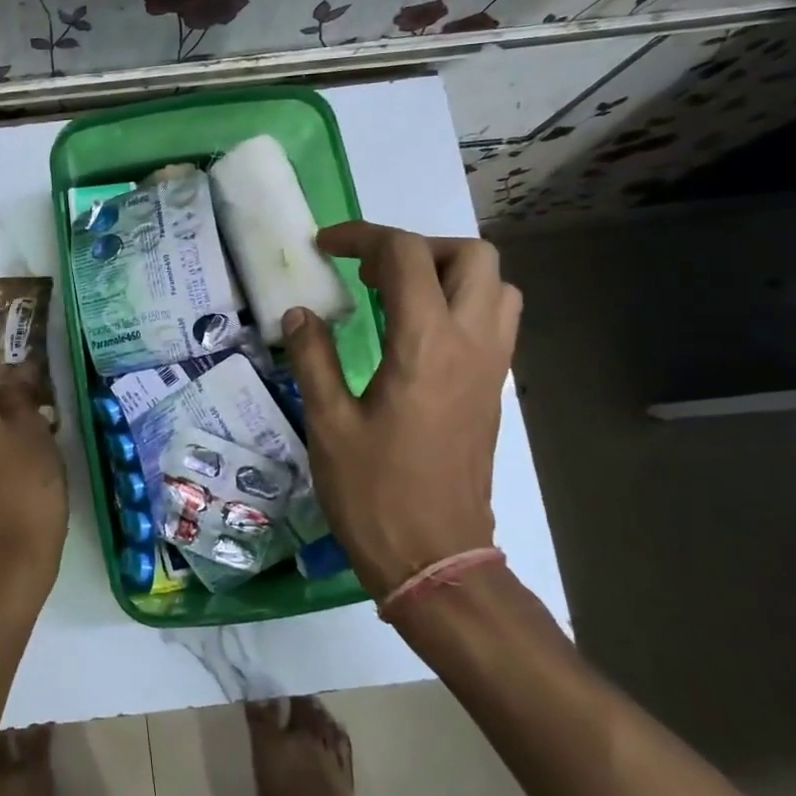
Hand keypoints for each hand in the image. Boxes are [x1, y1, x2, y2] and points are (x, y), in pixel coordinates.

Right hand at [281, 222, 521, 601]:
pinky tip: (415, 334)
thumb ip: (313, 357)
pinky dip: (461, 303)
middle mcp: (471, 344)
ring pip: (495, 285)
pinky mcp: (493, 389)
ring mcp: (491, 367)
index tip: (326, 248)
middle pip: (471, 256)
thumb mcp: (328, 423)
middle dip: (418, 247)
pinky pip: (494, 320)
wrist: (435, 558)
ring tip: (397, 297)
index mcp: (426, 346)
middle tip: (372, 273)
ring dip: (447, 273)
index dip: (362, 237)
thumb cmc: (374, 493)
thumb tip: (301, 313)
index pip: (406, 256)